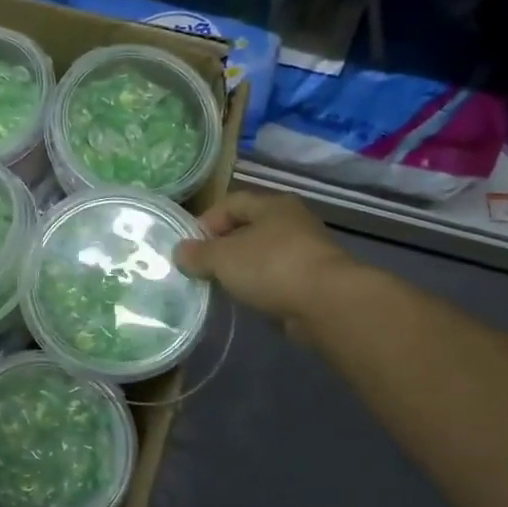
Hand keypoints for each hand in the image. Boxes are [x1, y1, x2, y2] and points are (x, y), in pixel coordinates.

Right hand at [174, 190, 360, 336]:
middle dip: (223, 247)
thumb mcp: (222, 258)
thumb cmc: (270, 266)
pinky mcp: (315, 281)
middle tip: (202, 267)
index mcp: (272, 205)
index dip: (206, 221)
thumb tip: (180, 252)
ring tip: (222, 286)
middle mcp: (292, 222)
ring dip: (243, 268)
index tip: (189, 246)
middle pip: (248, 229)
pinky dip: (261, 287)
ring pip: (264, 255)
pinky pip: (278, 278)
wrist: (327, 303)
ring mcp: (307, 251)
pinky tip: (248, 300)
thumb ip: (197, 254)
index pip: (231, 203)